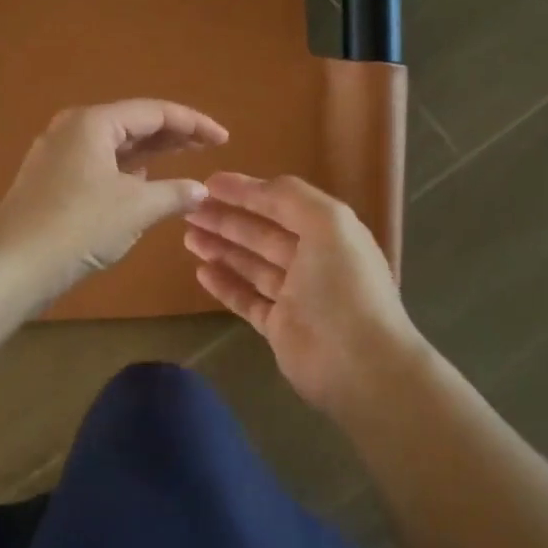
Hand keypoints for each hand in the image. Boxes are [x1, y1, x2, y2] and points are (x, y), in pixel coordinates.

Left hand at [0, 99, 228, 307]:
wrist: (13, 266)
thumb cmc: (79, 227)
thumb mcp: (136, 209)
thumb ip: (174, 194)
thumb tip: (201, 190)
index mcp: (93, 123)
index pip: (154, 112)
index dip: (194, 123)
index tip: (224, 139)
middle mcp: (72, 129)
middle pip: (133, 124)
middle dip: (173, 135)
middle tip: (208, 147)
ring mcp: (57, 156)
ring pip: (114, 147)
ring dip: (149, 154)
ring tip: (182, 162)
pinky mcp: (50, 182)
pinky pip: (99, 166)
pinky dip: (126, 172)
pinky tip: (143, 185)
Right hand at [184, 172, 421, 415]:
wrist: (360, 364)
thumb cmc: (343, 287)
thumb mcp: (327, 223)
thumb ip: (291, 197)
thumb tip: (254, 186)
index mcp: (330, 233)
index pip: (281, 204)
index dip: (246, 191)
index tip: (208, 183)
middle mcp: (313, 261)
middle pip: (262, 234)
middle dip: (226, 219)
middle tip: (188, 209)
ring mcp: (296, 296)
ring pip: (251, 265)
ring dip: (222, 248)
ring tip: (188, 236)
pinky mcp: (280, 327)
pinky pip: (247, 300)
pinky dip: (225, 285)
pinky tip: (201, 272)